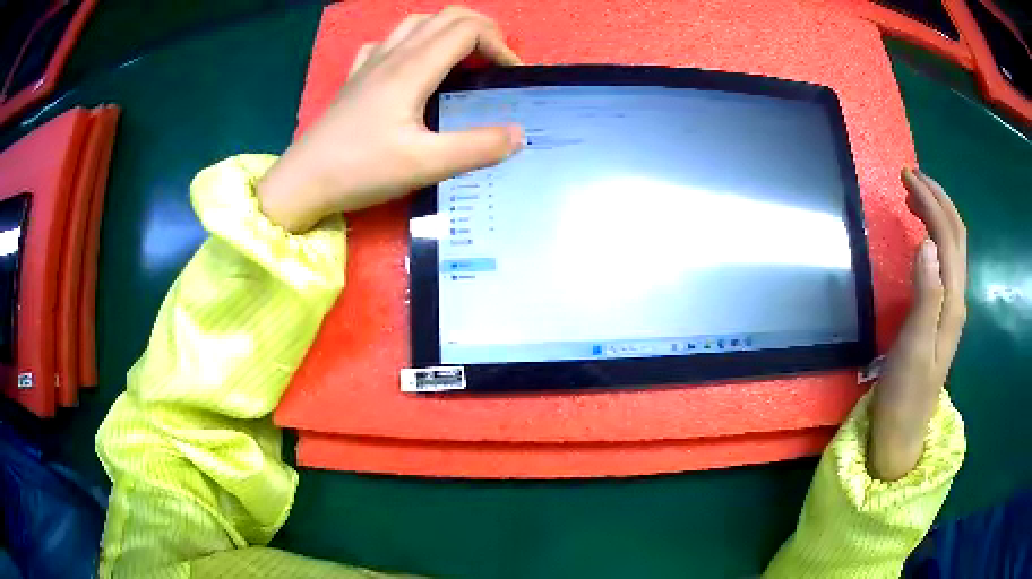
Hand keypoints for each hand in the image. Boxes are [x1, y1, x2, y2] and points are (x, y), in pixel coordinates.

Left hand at [258, 7, 523, 231]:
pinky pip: (388, 41)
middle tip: (497, 62)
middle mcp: (392, 54)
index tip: (510, 75)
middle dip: (482, 30)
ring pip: (417, 23)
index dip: (499, 44)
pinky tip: (412, 63)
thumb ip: (477, 148)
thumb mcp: (425, 165)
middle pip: (446, 16)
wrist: (302, 182)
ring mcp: (370, 63)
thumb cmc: (360, 170)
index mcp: (412, 67)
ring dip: (449, 30)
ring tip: (463, 57)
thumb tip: (518, 134)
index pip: (467, 29)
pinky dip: (413, 41)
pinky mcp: (356, 77)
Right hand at [868, 169, 966, 480]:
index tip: (906, 177)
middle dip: (937, 199)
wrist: (903, 431)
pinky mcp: (941, 315)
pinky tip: (922, 237)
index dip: (931, 202)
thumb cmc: (905, 393)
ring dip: (937, 215)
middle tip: (910, 177)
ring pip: (952, 247)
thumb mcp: (914, 347)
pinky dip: (935, 237)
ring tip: (914, 197)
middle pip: (956, 236)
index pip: (948, 237)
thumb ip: (926, 296)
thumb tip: (926, 243)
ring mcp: (950, 307)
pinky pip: (944, 263)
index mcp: (953, 302)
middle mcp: (957, 298)